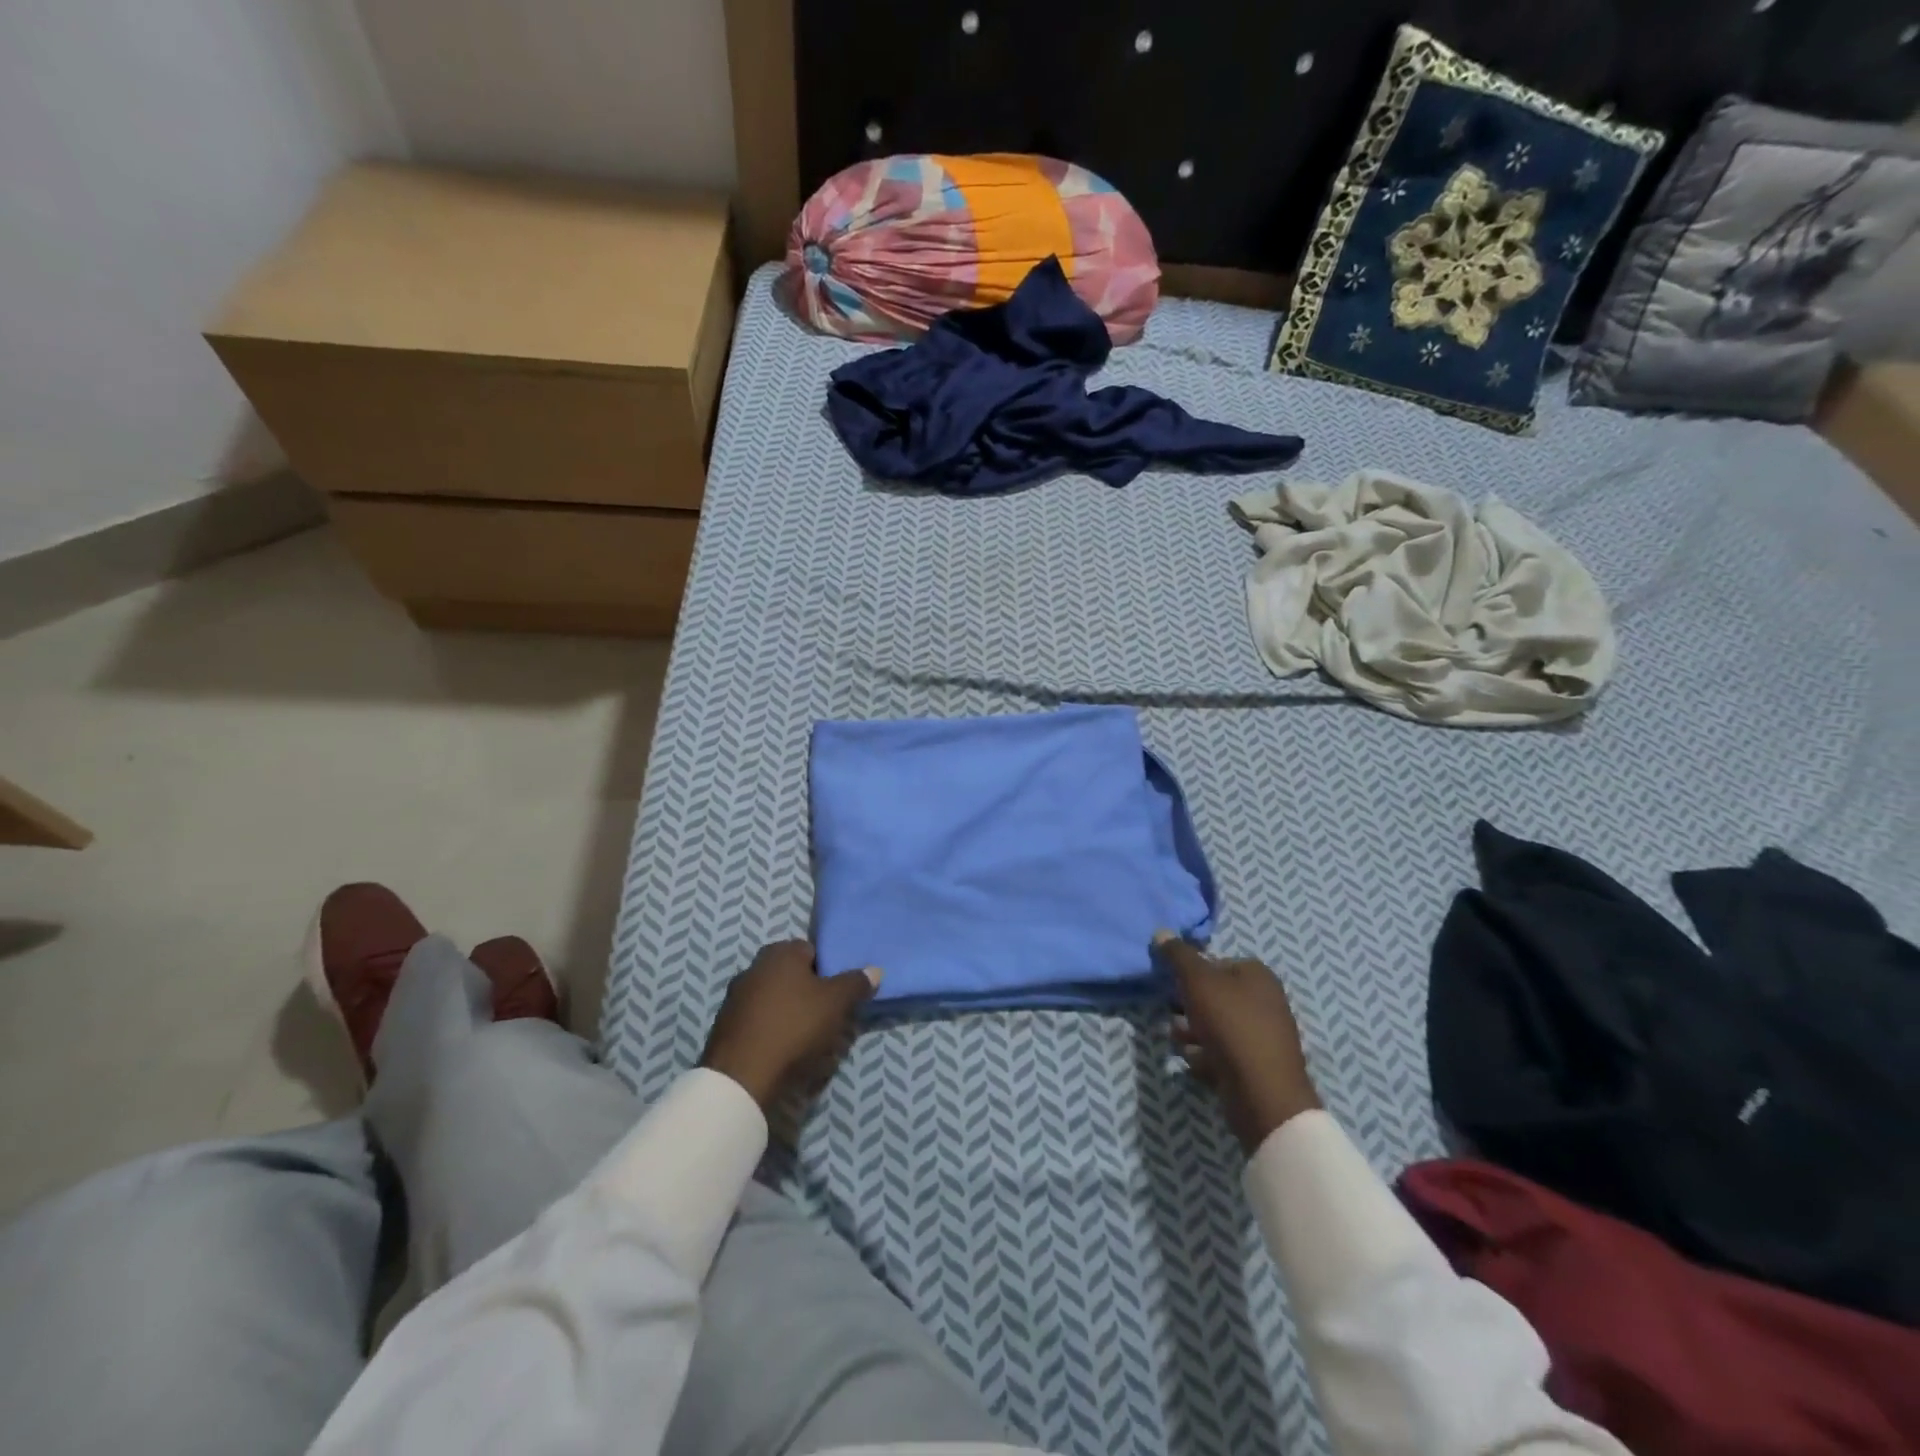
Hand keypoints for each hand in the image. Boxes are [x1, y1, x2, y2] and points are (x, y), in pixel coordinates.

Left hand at [699, 940, 879, 1110]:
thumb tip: (874, 970)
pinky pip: (759, 1022)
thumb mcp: (836, 1003)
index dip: (829, 970)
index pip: (812, 950)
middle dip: (810, 993)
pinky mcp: (725, 1027)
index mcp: (780, 953)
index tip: (839, 994)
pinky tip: (782, 1051)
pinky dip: (772, 1031)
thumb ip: (856, 983)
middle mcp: (754, 967)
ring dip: (790, 1012)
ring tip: (807, 1038)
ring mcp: (735, 997)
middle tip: (828, 1016)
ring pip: (774, 999)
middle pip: (792, 975)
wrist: (741, 1077)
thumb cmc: (794, 1027)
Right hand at [1156, 932, 1321, 1153]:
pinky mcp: (1256, 1065)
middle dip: (1188, 1006)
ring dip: (1191, 1032)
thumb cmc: (1230, 1025)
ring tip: (1182, 1043)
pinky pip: (1222, 1052)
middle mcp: (1264, 1000)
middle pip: (1213, 995)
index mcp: (1257, 974)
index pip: (1215, 962)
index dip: (1190, 973)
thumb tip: (1161, 932)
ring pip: (1214, 1025)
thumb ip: (1178, 955)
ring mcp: (1262, 1035)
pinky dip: (1206, 1056)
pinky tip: (1197, 1063)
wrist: (1262, 1093)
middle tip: (1174, 1016)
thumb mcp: (1197, 980)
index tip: (1173, 987)